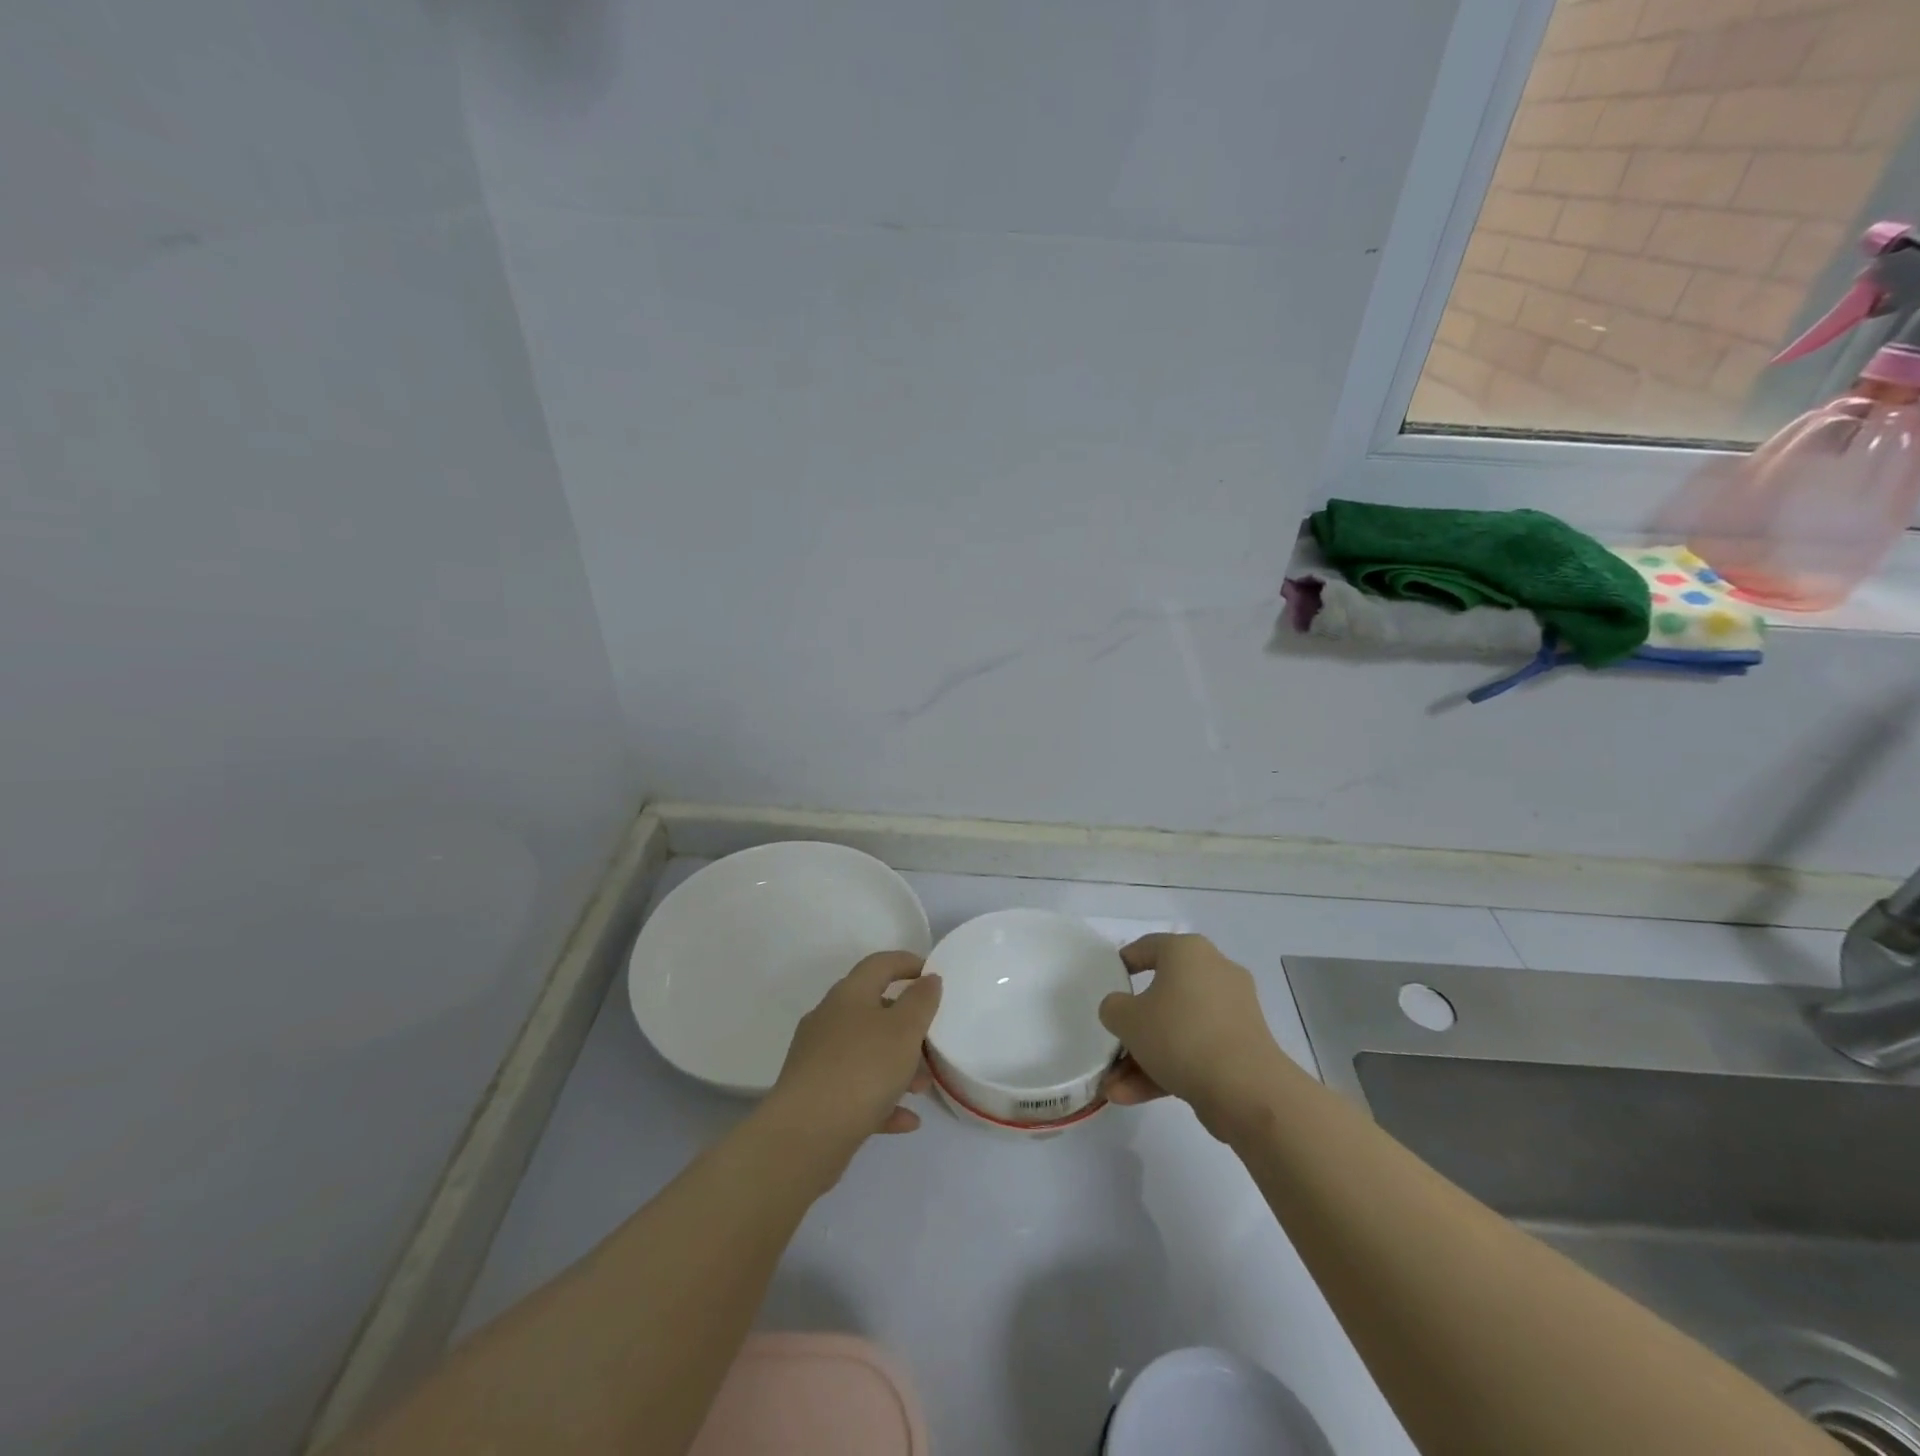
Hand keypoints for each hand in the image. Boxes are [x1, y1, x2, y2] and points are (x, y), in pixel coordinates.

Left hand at [764, 952, 942, 1164]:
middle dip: (906, 1025)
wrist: (804, 1135)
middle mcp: (829, 1020)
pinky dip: (882, 1099)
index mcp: (848, 995)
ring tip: (922, 1088)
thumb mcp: (904, 1030)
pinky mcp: (815, 1096)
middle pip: (873, 1010)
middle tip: (932, 1041)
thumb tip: (928, 978)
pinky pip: (856, 1090)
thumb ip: (921, 1001)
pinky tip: (906, 1119)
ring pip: (866, 1052)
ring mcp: (818, 1059)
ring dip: (897, 1066)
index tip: (932, 975)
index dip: (907, 963)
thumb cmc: (861, 1069)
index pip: (879, 964)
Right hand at [1098, 933, 1289, 1141]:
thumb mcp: (1127, 1018)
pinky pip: (1195, 1050)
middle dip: (1132, 1028)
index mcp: (1188, 951)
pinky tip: (1132, 1096)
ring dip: (1143, 1057)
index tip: (1107, 982)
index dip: (1123, 963)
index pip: (1148, 947)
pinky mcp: (1241, 1047)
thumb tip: (1122, 1010)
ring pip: (1176, 1029)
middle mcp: (1214, 972)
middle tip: (1111, 1044)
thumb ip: (1113, 1008)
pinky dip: (1167, 1069)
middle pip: (1161, 994)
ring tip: (1113, 1088)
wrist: (1246, 1090)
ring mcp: (1232, 1012)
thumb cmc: (1179, 1035)